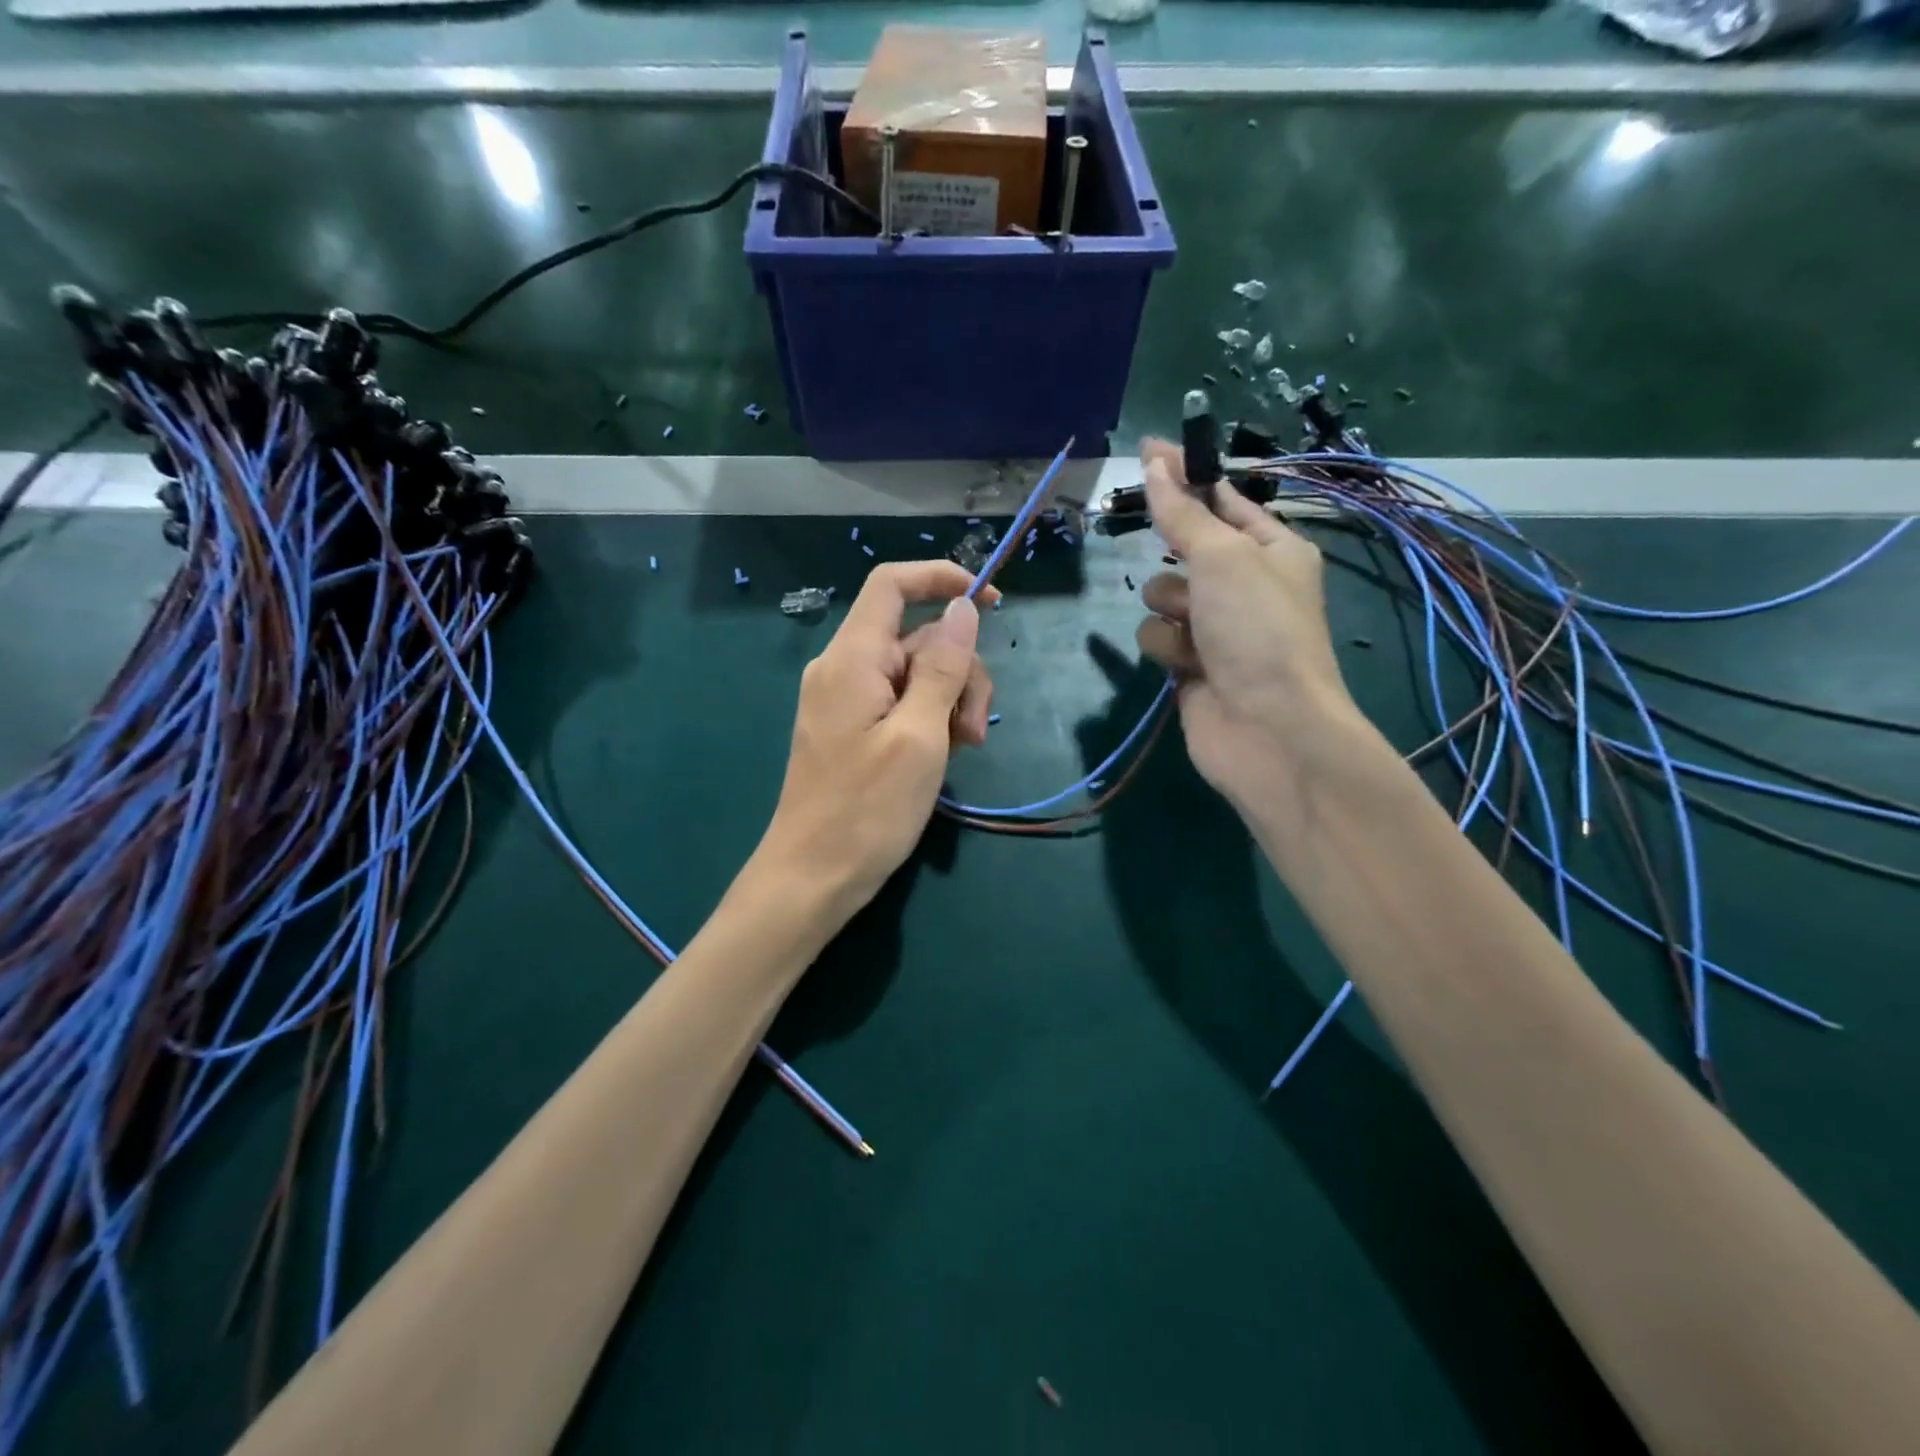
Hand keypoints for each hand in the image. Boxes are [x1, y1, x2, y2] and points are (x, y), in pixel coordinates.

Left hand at [755, 561, 997, 923]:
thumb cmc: (866, 810)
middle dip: (959, 671)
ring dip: (950, 702)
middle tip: (974, 731)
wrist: (812, 878)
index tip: (992, 602)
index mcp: (852, 658)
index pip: (892, 585)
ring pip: (916, 673)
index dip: (942, 578)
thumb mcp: (920, 737)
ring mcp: (847, 699)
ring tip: (964, 751)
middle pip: (917, 636)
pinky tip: (944, 756)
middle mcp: (844, 668)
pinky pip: (900, 702)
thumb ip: (943, 668)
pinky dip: (930, 720)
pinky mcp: (853, 727)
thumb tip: (963, 608)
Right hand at [1133, 439, 1364, 812]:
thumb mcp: (1223, 558)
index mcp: (1274, 548)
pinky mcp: (1192, 665)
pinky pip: (1159, 635)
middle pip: (1187, 547)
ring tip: (1193, 630)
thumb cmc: (1258, 631)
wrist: (1268, 730)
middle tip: (1169, 551)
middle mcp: (1247, 584)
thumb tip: (1153, 462)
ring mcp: (1217, 627)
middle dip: (1174, 554)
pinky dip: (1166, 646)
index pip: (1223, 499)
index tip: (1146, 451)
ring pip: (1163, 594)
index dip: (1186, 475)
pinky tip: (1185, 664)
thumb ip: (1182, 512)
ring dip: (1169, 607)